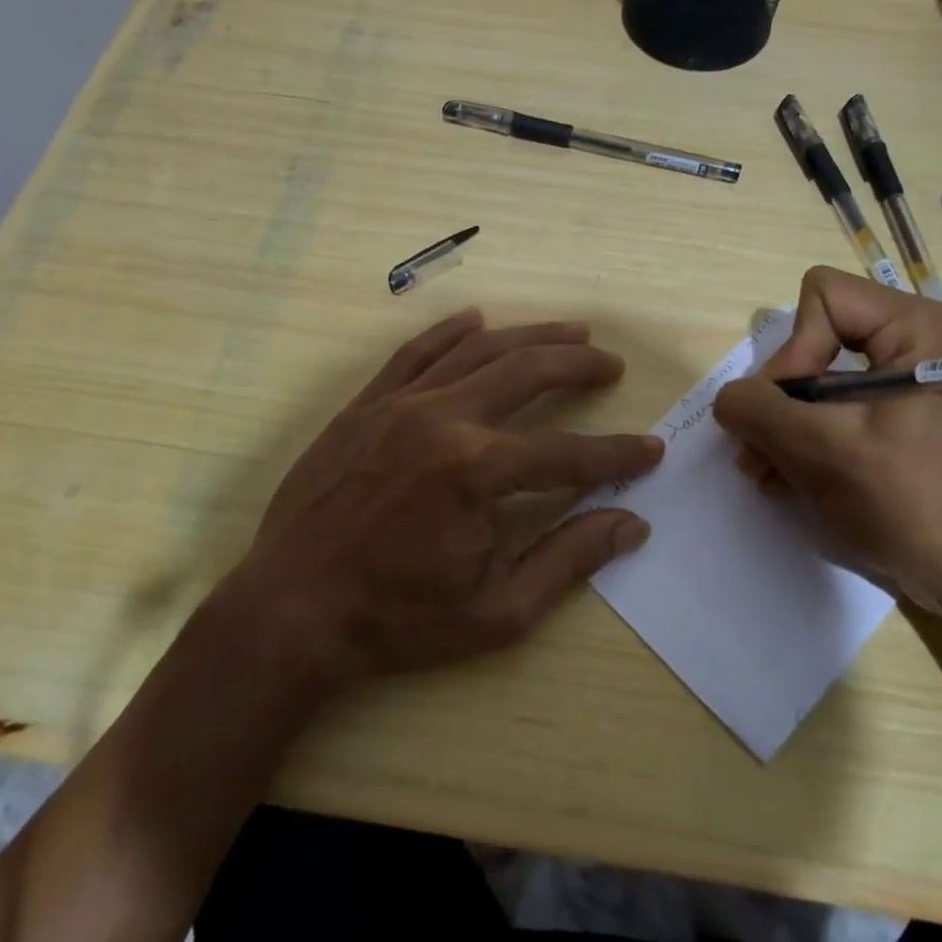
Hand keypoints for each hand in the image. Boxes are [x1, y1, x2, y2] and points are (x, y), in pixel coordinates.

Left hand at [222, 308, 662, 687]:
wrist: (290, 612)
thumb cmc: (397, 621)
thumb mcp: (498, 610)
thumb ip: (568, 559)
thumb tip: (632, 525)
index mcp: (476, 471)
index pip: (566, 453)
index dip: (616, 454)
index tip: (651, 450)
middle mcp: (442, 420)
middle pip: (526, 372)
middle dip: (578, 365)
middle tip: (610, 364)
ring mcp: (397, 405)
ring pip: (477, 350)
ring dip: (529, 337)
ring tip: (570, 331)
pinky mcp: (364, 407)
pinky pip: (414, 353)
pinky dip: (450, 331)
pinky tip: (477, 320)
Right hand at [712, 267, 941, 614]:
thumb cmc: (913, 503)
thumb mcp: (822, 450)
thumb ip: (758, 410)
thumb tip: (728, 399)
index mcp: (919, 328)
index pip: (823, 299)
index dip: (793, 350)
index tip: (788, 413)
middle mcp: (920, 345)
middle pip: (818, 341)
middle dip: (781, 398)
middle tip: (759, 451)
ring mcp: (915, 387)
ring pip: (823, 381)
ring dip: (786, 426)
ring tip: (767, 473)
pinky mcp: (908, 425)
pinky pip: (842, 412)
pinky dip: (810, 442)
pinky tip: (791, 481)